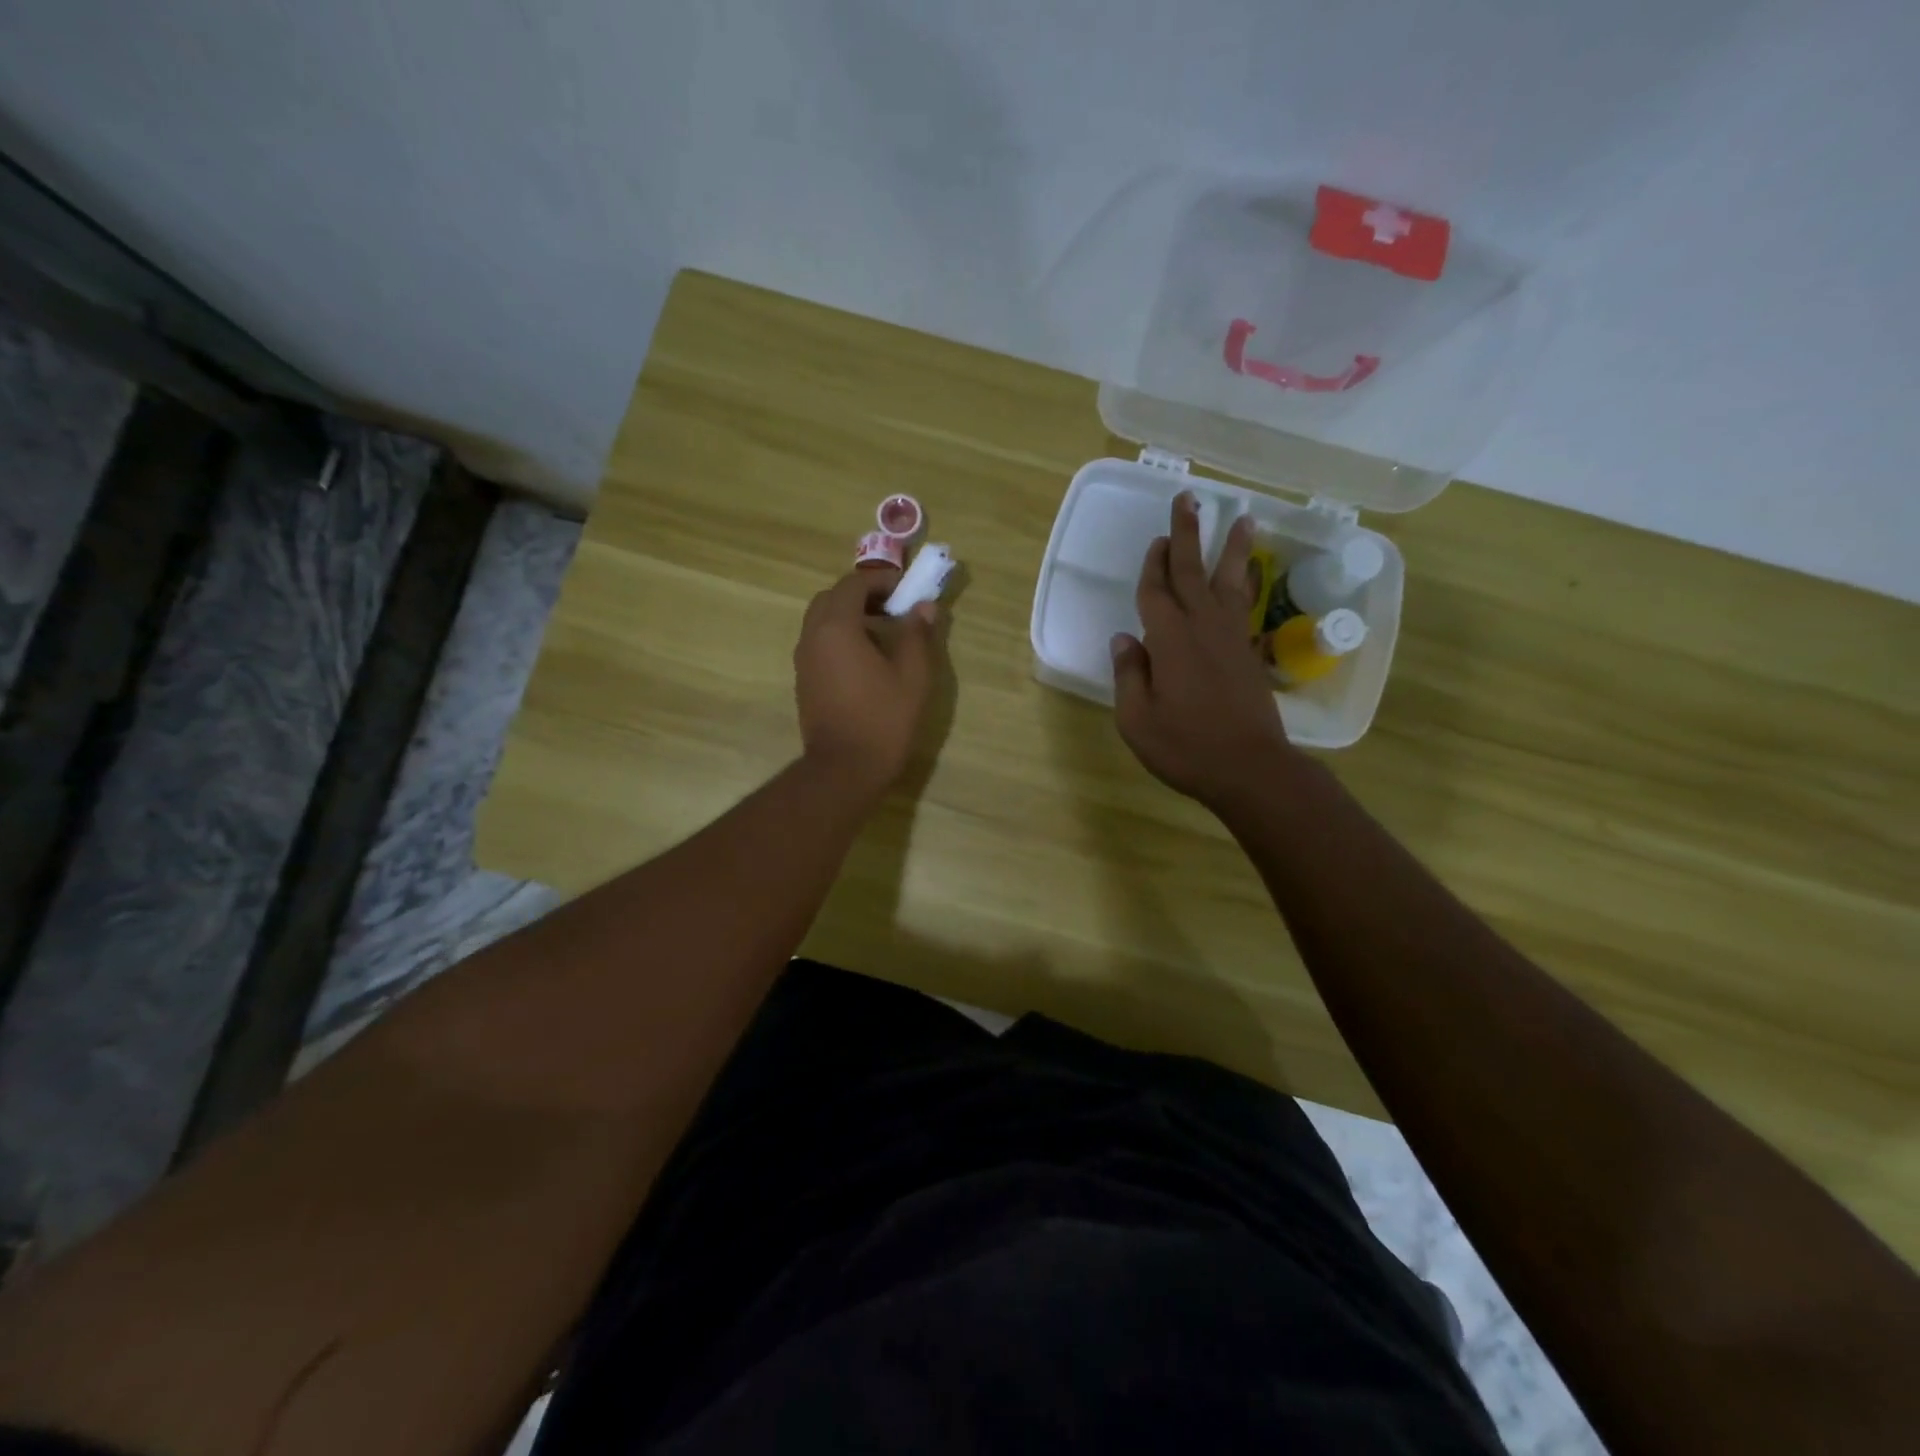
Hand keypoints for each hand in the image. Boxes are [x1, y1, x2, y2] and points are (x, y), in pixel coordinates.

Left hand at [794, 569, 940, 796]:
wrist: (844, 769)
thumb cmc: (882, 719)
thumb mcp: (913, 675)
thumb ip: (917, 635)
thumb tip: (924, 607)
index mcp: (837, 627)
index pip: (853, 583)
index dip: (881, 580)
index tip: (906, 589)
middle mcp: (812, 637)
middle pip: (832, 599)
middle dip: (862, 595)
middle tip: (893, 608)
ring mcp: (804, 660)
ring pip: (822, 621)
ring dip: (850, 617)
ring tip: (884, 634)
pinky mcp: (804, 681)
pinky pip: (820, 644)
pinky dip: (841, 638)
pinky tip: (867, 661)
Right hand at [1111, 492, 1298, 808]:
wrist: (1251, 769)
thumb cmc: (1186, 746)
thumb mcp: (1137, 718)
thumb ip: (1129, 675)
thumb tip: (1124, 640)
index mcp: (1170, 640)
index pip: (1156, 592)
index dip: (1153, 565)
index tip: (1155, 539)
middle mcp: (1203, 628)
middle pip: (1192, 571)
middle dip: (1187, 534)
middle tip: (1188, 499)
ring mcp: (1231, 639)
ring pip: (1229, 582)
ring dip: (1231, 549)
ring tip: (1242, 518)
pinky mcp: (1249, 654)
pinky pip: (1246, 606)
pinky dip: (1246, 584)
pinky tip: (1248, 576)